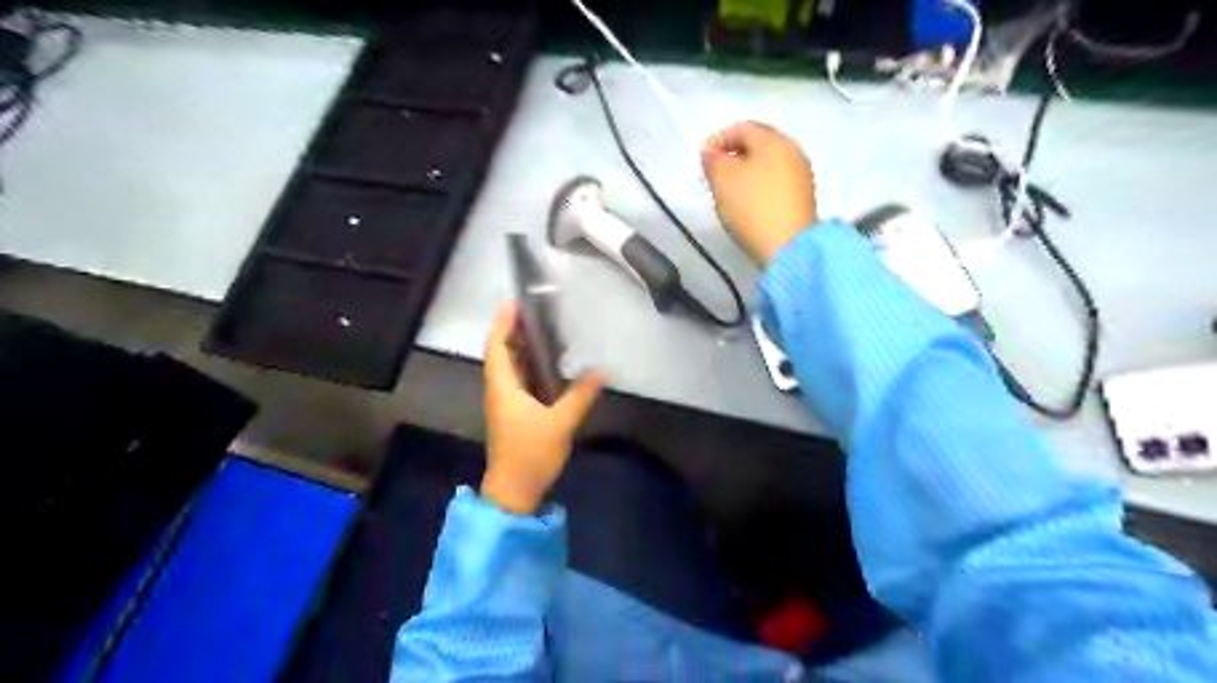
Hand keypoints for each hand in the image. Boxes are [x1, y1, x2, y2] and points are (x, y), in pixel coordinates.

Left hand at [481, 301, 602, 515]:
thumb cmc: (530, 454)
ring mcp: (505, 404)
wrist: (513, 491)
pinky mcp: (514, 415)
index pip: (497, 347)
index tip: (514, 303)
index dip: (502, 324)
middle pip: (501, 354)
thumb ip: (580, 395)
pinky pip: (518, 382)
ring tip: (541, 331)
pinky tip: (547, 365)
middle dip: (512, 331)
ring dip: (520, 349)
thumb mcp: (560, 423)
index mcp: (503, 388)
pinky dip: (528, 367)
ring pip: (509, 368)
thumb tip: (601, 371)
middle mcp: (499, 391)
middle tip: (534, 312)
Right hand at [704, 119, 816, 264]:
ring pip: (767, 165)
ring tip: (728, 192)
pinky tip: (747, 205)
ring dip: (745, 173)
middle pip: (758, 145)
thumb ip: (713, 160)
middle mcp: (793, 152)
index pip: (743, 128)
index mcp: (774, 141)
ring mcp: (801, 177)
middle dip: (733, 156)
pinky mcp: (802, 200)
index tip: (702, 161)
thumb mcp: (723, 180)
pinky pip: (775, 183)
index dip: (718, 140)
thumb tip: (711, 151)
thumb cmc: (752, 207)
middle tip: (714, 176)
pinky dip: (758, 187)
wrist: (788, 248)